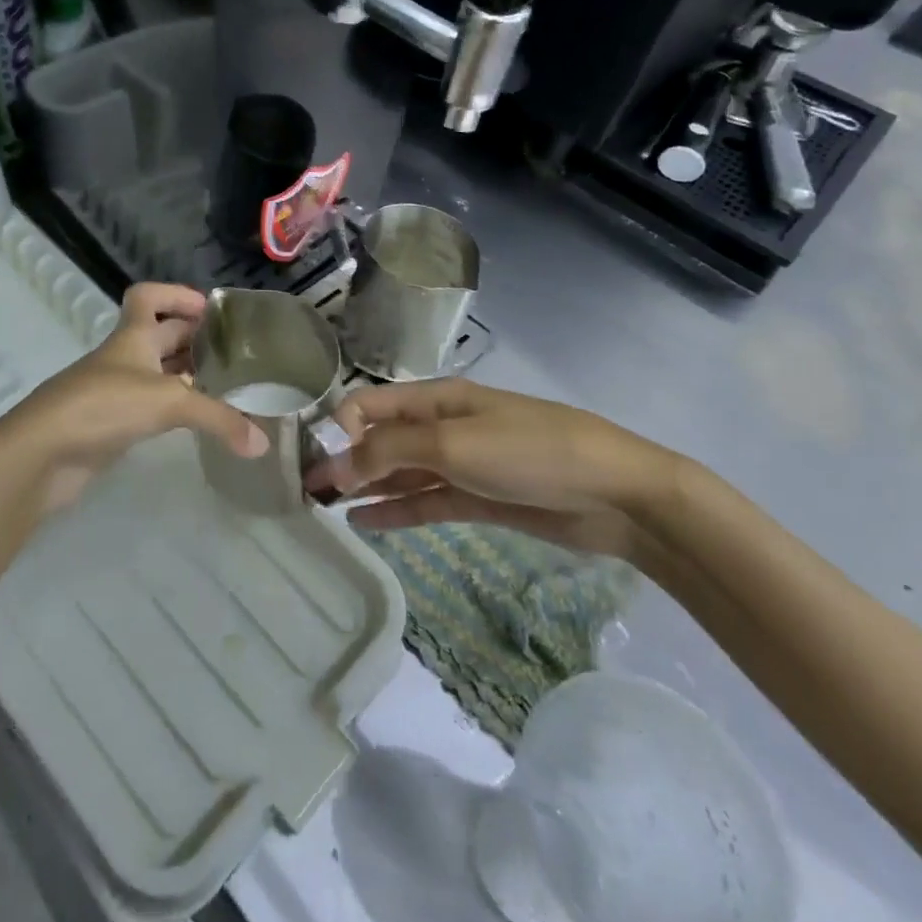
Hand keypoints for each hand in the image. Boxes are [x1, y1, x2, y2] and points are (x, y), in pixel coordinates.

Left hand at [0, 283, 265, 514]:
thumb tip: (261, 444)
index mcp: (132, 336)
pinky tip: (195, 421)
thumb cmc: (103, 406)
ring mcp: (114, 390)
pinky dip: (172, 409)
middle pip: (159, 334)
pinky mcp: (110, 423)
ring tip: (225, 386)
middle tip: (233, 352)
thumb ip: (218, 419)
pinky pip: (148, 406)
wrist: (42, 452)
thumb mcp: (168, 403)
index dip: (176, 294)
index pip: (147, 295)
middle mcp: (123, 357)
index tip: (210, 310)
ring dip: (185, 375)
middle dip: (193, 338)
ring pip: (156, 372)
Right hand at [305, 378, 674, 561]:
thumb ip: (389, 451)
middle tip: (305, 491)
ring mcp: (460, 464)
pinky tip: (363, 521)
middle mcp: (441, 426)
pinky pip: (425, 502)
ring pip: (399, 473)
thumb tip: (333, 463)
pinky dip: (394, 510)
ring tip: (324, 508)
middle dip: (343, 460)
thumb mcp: (453, 444)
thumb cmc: (529, 452)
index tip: (310, 462)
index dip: (336, 429)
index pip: (369, 405)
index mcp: (435, 399)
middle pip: (381, 440)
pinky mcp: (477, 499)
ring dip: (364, 486)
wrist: (615, 494)